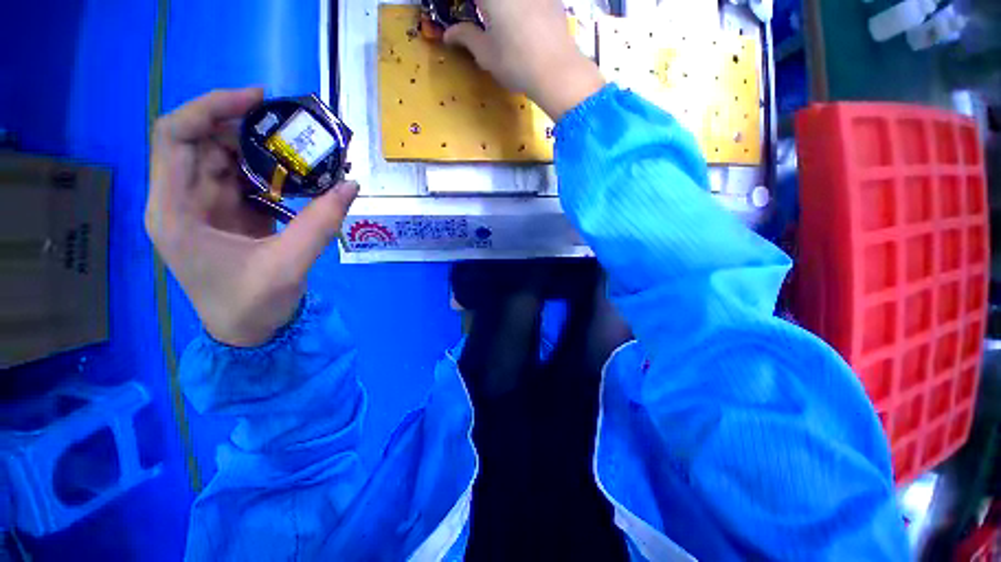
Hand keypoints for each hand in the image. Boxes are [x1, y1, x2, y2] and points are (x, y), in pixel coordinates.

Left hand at [146, 88, 358, 346]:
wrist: (248, 335)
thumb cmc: (252, 306)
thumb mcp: (289, 264)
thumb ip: (321, 222)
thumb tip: (351, 184)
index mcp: (175, 211)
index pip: (176, 137)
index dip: (211, 108)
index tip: (258, 100)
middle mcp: (181, 202)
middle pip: (203, 143)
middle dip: (245, 128)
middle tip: (293, 128)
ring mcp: (205, 209)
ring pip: (226, 160)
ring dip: (262, 151)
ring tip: (302, 150)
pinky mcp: (227, 216)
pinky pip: (245, 181)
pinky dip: (271, 174)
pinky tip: (299, 177)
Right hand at [444, 0, 604, 119]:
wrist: (557, 70)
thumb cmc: (515, 62)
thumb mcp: (485, 54)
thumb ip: (466, 37)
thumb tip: (448, 34)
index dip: (462, 5)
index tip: (459, 12)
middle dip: (482, 7)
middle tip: (480, 17)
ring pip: (511, 1)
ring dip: (502, 9)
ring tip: (499, 22)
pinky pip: (532, 1)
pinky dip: (522, 9)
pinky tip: (523, 23)